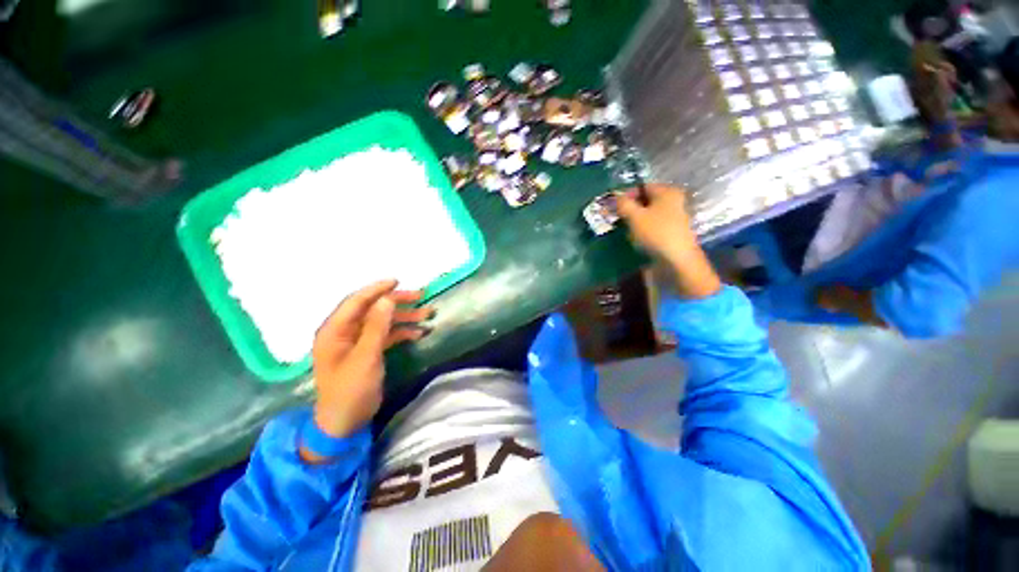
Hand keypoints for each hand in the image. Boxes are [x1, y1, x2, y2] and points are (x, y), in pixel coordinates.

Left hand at [309, 279, 432, 441]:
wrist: (345, 423)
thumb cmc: (350, 390)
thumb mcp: (366, 357)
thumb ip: (376, 327)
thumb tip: (386, 299)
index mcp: (335, 330)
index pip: (356, 301)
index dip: (377, 289)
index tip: (399, 281)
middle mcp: (345, 332)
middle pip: (373, 309)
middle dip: (397, 303)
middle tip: (421, 297)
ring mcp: (357, 341)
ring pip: (383, 321)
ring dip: (405, 317)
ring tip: (427, 315)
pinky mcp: (368, 351)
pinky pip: (386, 334)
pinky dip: (402, 332)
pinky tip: (419, 333)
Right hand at [616, 184, 720, 298]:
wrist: (677, 260)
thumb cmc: (656, 233)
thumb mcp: (635, 216)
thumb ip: (623, 204)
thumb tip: (614, 196)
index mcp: (667, 192)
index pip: (642, 187)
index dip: (626, 195)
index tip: (613, 207)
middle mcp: (673, 201)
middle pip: (645, 200)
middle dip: (629, 209)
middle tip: (617, 218)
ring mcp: (674, 217)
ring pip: (647, 213)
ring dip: (634, 220)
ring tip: (625, 230)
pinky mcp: (671, 231)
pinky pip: (652, 225)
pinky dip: (642, 229)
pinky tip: (636, 238)